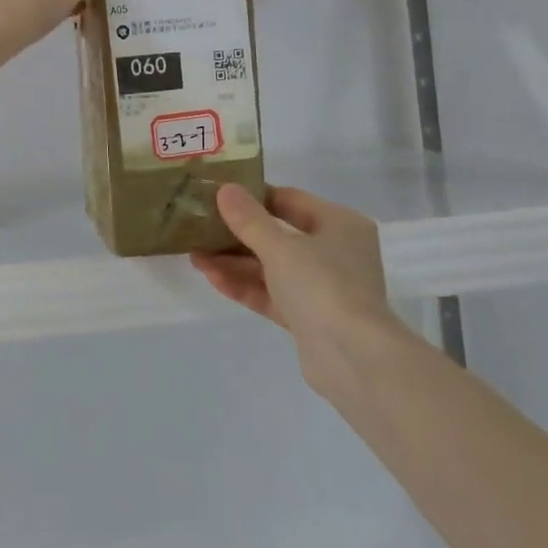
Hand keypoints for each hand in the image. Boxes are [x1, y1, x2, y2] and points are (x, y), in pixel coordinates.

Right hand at [191, 183, 417, 406]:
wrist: (352, 358)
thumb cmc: (322, 286)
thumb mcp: (280, 247)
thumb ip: (249, 219)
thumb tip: (225, 189)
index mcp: (340, 224)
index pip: (291, 200)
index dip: (254, 197)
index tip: (218, 196)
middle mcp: (335, 252)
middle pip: (279, 235)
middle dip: (237, 235)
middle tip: (199, 230)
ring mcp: (322, 288)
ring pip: (272, 268)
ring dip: (235, 262)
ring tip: (195, 256)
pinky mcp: (309, 318)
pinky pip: (272, 294)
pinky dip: (245, 286)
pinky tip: (211, 278)